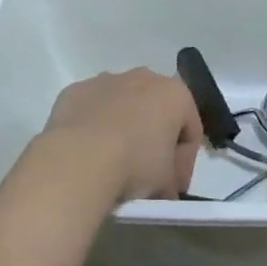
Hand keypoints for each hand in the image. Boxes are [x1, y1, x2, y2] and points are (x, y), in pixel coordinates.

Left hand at [29, 68, 204, 204]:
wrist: (78, 159)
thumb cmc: (134, 165)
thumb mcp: (166, 183)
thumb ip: (171, 180)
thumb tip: (163, 188)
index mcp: (175, 94)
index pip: (191, 131)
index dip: (185, 163)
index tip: (173, 188)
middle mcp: (143, 77)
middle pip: (157, 111)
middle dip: (155, 139)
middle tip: (147, 174)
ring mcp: (106, 80)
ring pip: (122, 106)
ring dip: (123, 129)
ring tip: (113, 163)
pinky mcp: (76, 90)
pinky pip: (92, 110)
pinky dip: (93, 127)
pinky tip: (87, 154)